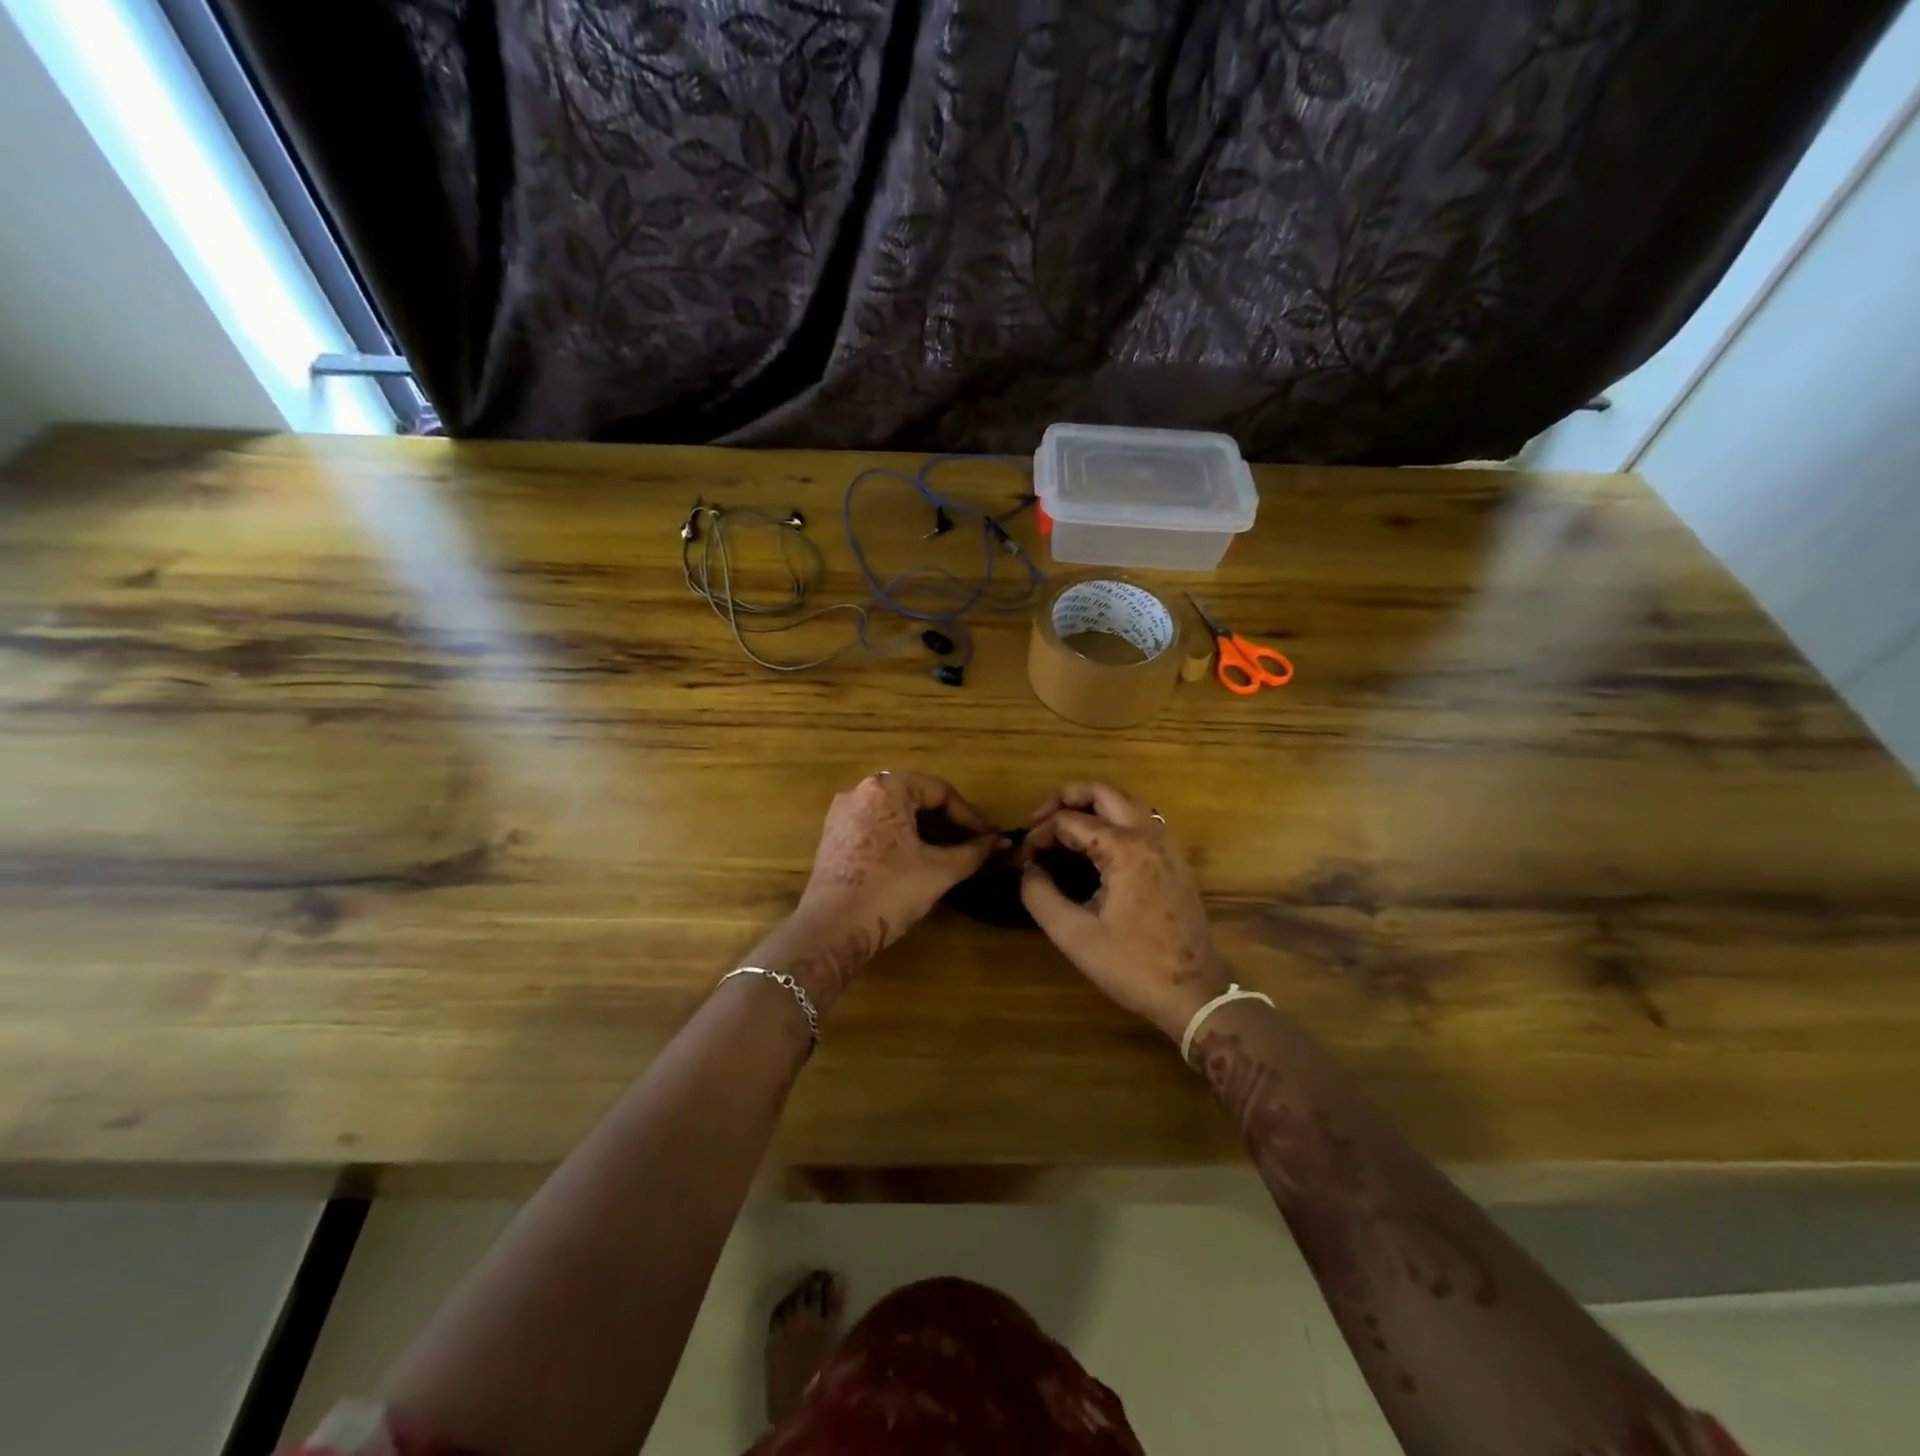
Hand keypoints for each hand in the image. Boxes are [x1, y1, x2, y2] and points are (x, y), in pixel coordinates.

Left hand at [753, 771, 998, 1010]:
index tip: (988, 839)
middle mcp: (860, 792)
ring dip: (926, 831)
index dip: (969, 815)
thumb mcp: (940, 870)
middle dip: (947, 822)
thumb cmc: (890, 891)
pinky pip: (877, 827)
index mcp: (886, 789)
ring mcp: (843, 815)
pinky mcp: (834, 838)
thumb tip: (1002, 843)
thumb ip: (973, 852)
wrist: (832, 930)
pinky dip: (901, 838)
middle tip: (971, 846)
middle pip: (916, 798)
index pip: (939, 790)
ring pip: (896, 813)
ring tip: (949, 856)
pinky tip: (917, 862)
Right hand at [1021, 782, 1228, 1041]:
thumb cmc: (1132, 965)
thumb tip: (1027, 869)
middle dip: (1066, 797)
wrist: (1195, 993)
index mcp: (1125, 848)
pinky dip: (1112, 819)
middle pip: (1103, 791)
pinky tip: (1095, 846)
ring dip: (1091, 806)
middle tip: (1040, 820)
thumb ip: (1040, 895)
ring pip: (1125, 802)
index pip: (1070, 821)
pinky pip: (1140, 820)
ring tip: (1063, 828)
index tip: (1025, 856)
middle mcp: (1149, 834)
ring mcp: (1167, 844)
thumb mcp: (1074, 935)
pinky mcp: (1175, 859)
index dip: (1041, 833)